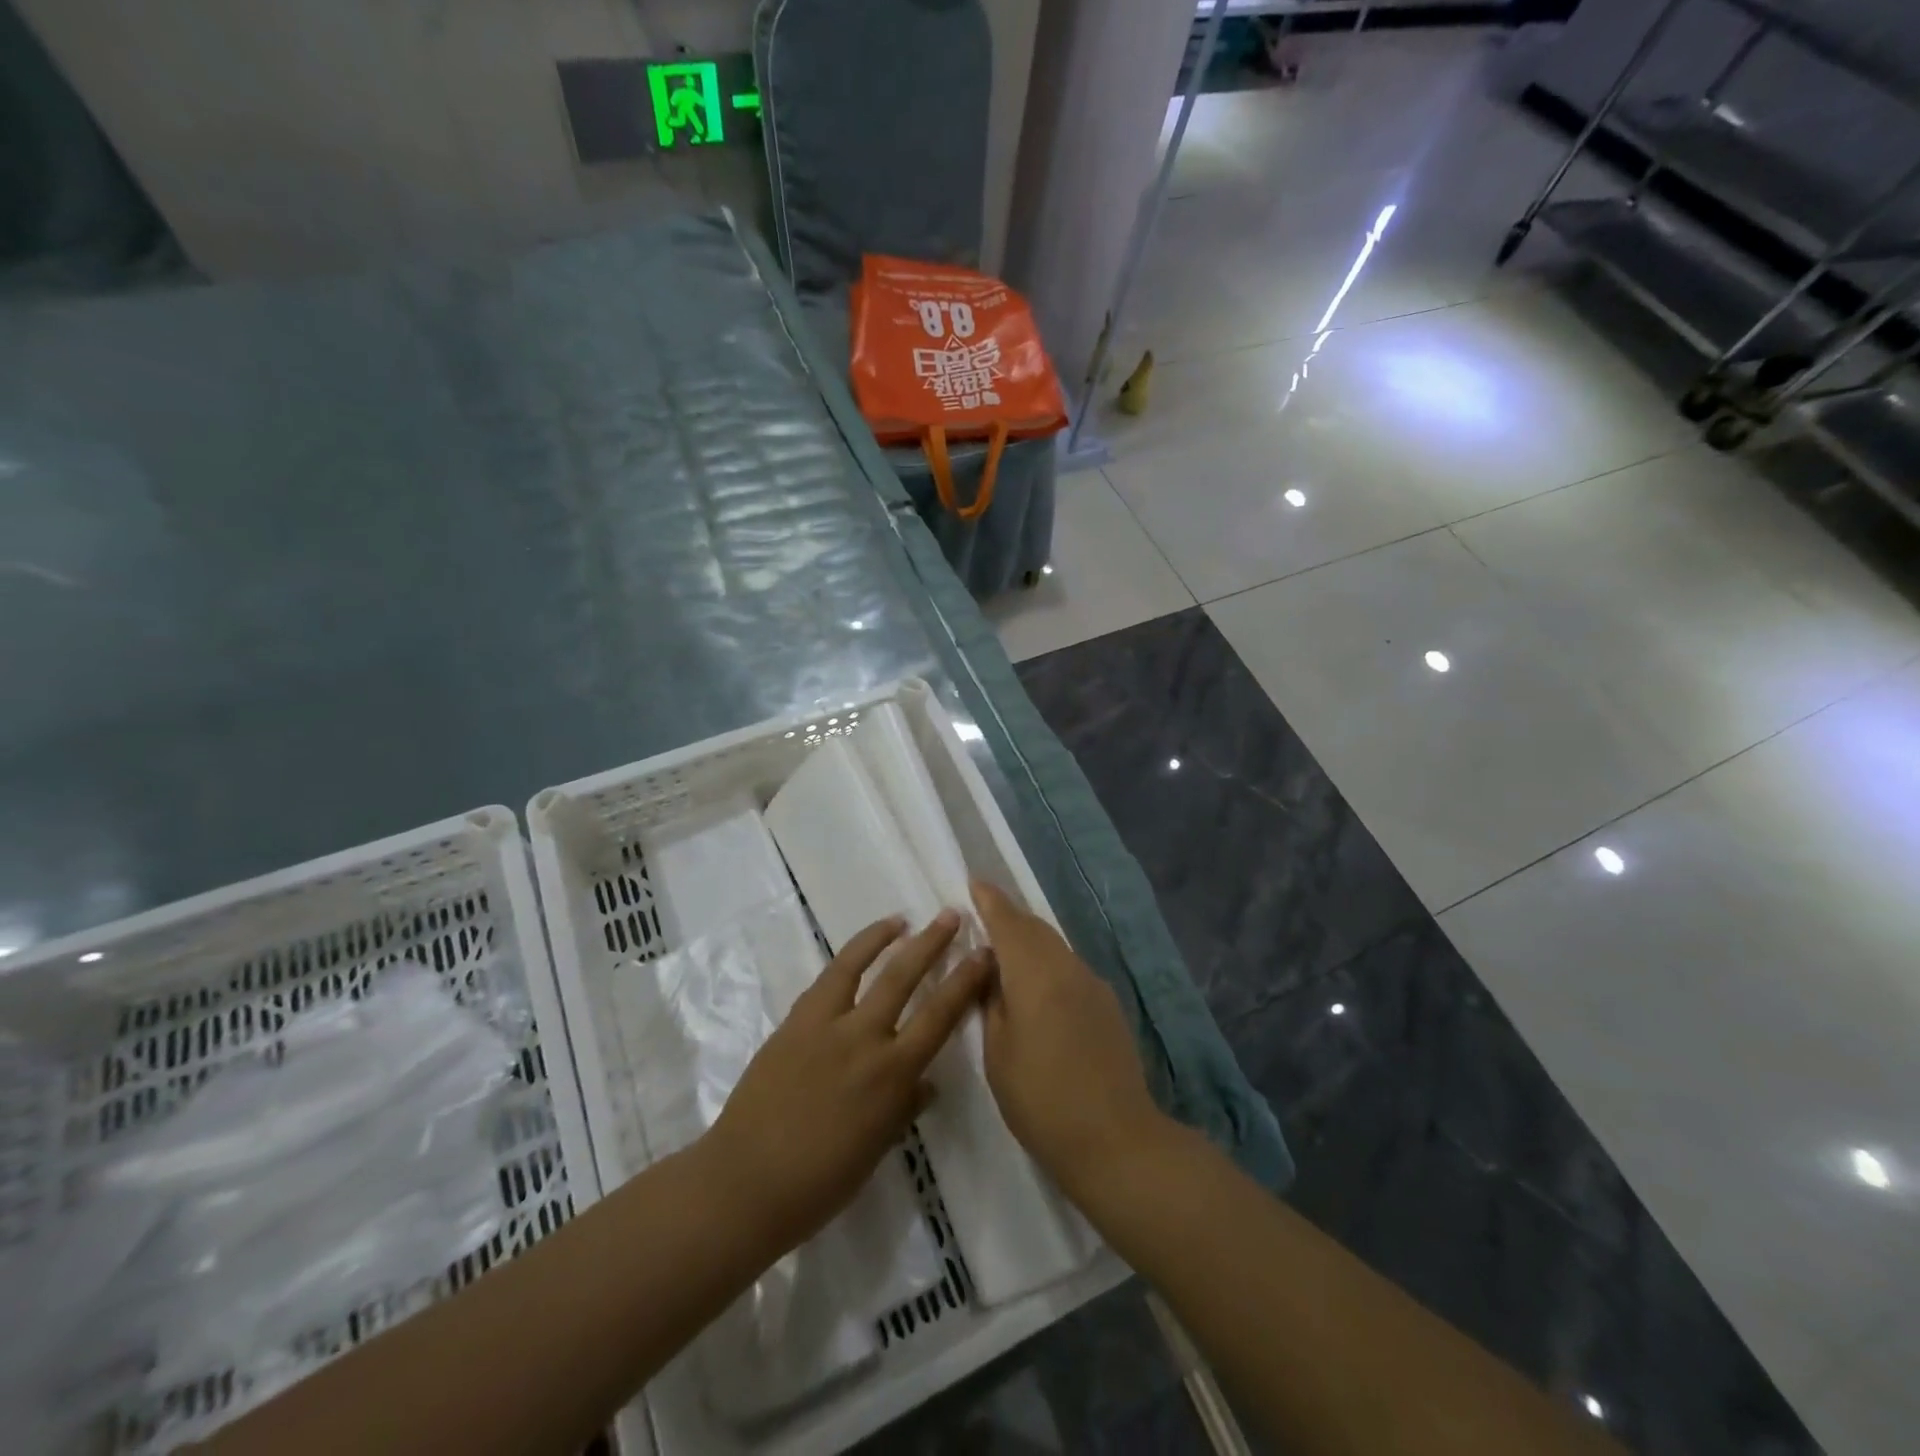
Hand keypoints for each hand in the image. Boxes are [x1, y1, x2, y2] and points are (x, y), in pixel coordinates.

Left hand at [704, 911, 993, 1258]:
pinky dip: (846, 961)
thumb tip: (925, 1082)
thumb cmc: (819, 1182)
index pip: (940, 1016)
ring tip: (902, 919)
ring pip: (859, 966)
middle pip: (904, 977)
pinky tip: (855, 955)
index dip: (965, 982)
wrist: (745, 1183)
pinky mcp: (794, 1021)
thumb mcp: (877, 1148)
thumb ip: (904, 1107)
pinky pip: (825, 981)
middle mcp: (863, 1038)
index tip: (983, 954)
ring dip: (884, 937)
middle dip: (932, 943)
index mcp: (892, 1075)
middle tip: (951, 915)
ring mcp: (825, 1025)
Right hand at [972, 880, 1167, 1203]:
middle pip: (1035, 928)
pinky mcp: (1107, 1004)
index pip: (1008, 923)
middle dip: (1009, 916)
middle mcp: (1066, 967)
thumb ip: (991, 1003)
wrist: (1115, 1138)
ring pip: (1054, 946)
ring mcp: (1092, 984)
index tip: (974, 882)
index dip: (990, 901)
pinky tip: (1038, 986)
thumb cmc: (1042, 1099)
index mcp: (1035, 974)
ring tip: (1006, 950)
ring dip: (1030, 939)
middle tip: (984, 912)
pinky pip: (1069, 967)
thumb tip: (991, 972)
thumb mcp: (998, 1054)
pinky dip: (1048, 962)